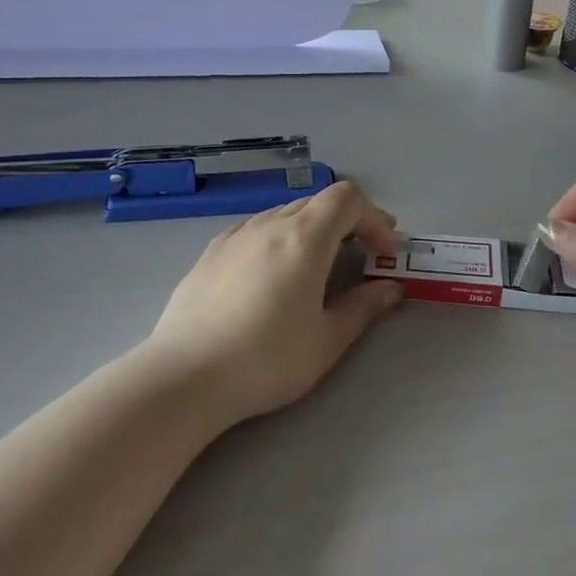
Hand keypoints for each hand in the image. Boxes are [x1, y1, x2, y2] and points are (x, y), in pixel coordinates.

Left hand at [146, 182, 403, 424]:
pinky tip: (273, 275)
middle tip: (363, 256)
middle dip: (349, 222)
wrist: (184, 377)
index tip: (384, 251)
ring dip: (313, 229)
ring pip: (285, 213)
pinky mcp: (210, 253)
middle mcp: (270, 224)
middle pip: (318, 202)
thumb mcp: (327, 339)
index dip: (374, 217)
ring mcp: (235, 236)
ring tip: (319, 267)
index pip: (348, 199)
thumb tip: (390, 288)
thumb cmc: (267, 359)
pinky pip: (256, 229)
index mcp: (304, 237)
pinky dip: (280, 238)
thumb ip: (364, 307)